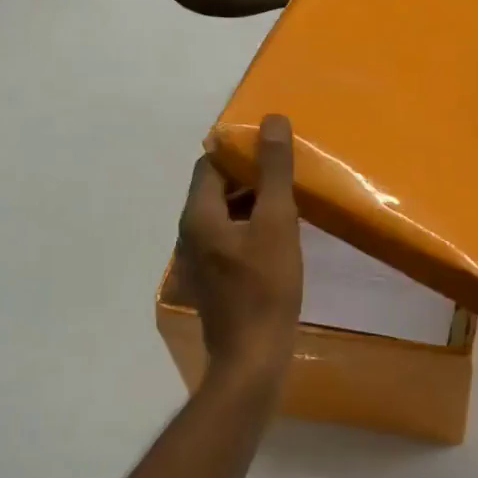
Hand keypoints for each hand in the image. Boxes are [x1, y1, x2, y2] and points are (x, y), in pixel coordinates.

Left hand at [178, 114, 302, 392]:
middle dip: (248, 175)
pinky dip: (249, 227)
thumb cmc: (265, 288)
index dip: (238, 150)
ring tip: (287, 200)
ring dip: (251, 202)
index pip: (209, 163)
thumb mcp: (277, 222)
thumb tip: (272, 120)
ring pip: (223, 215)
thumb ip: (274, 170)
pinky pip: (228, 238)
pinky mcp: (213, 280)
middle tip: (285, 171)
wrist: (252, 358)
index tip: (272, 147)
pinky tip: (278, 237)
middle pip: (214, 188)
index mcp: (198, 214)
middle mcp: (190, 233)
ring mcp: (199, 260)